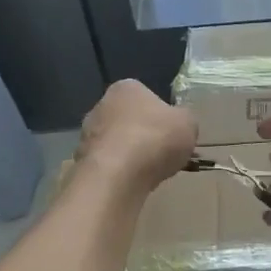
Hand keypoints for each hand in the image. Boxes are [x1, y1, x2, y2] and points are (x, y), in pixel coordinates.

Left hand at [76, 80, 197, 191]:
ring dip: (129, 155)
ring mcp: (87, 133)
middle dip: (143, 135)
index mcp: (126, 88)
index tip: (171, 133)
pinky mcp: (82, 160)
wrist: (117, 174)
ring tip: (148, 172)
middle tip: (162, 154)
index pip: (146, 96)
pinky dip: (118, 172)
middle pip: (128, 120)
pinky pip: (107, 164)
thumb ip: (184, 119)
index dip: (162, 115)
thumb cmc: (154, 139)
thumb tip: (179, 123)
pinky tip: (131, 182)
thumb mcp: (188, 124)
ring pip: (116, 143)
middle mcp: (101, 105)